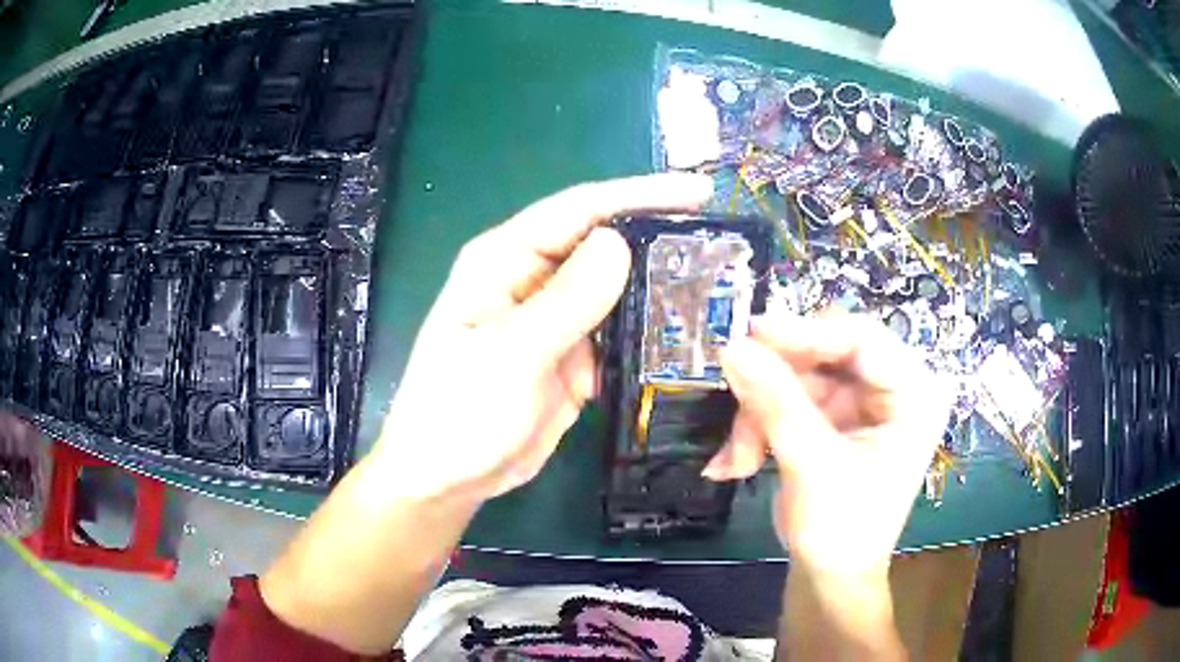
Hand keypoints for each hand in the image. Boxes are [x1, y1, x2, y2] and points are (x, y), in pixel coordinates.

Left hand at [372, 174, 712, 503]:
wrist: (448, 477)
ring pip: (616, 286)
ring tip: (717, 284)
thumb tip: (619, 243)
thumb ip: (566, 302)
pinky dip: (647, 330)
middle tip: (722, 241)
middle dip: (658, 236)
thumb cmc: (458, 414)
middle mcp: (531, 278)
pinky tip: (684, 333)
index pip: (579, 209)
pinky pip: (617, 330)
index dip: (640, 194)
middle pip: (603, 242)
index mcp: (504, 260)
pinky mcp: (570, 353)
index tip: (700, 192)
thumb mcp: (510, 357)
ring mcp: (554, 317)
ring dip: (658, 286)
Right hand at [706, 313, 949, 578]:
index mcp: (914, 393)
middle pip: (825, 354)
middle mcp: (891, 388)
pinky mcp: (833, 417)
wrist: (830, 577)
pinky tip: (738, 462)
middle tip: (733, 403)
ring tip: (736, 459)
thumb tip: (733, 347)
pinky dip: (758, 426)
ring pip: (797, 377)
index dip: (806, 333)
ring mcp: (860, 402)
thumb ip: (776, 405)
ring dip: (758, 415)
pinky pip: (787, 399)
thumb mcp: (813, 467)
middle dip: (774, 386)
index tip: (750, 335)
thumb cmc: (842, 530)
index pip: (862, 339)